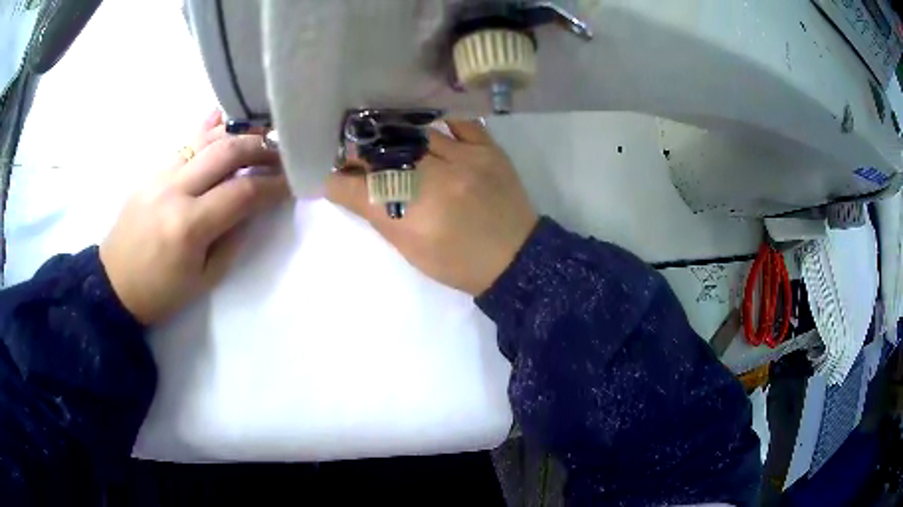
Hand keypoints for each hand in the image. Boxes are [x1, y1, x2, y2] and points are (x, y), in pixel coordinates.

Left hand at [100, 111, 289, 324]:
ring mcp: (160, 175)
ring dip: (239, 134)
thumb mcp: (204, 279)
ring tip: (261, 137)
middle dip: (262, 149)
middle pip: (227, 153)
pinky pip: (184, 142)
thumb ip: (232, 238)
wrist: (114, 284)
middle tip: (282, 154)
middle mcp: (175, 190)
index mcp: (189, 226)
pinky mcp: (151, 171)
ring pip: (206, 140)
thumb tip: (254, 206)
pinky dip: (207, 128)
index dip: (273, 185)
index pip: (242, 192)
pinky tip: (224, 119)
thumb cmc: (160, 292)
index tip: (294, 182)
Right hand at [327, 119, 537, 295]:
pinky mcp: (488, 149)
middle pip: (384, 155)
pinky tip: (423, 122)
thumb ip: (380, 216)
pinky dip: (438, 121)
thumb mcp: (411, 249)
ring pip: (415, 133)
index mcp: (412, 216)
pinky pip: (458, 122)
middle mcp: (435, 181)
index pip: (360, 189)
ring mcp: (464, 159)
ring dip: (392, 133)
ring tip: (381, 133)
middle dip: (359, 152)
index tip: (331, 176)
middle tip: (351, 151)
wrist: (515, 258)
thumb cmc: (457, 263)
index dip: (338, 181)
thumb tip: (353, 189)